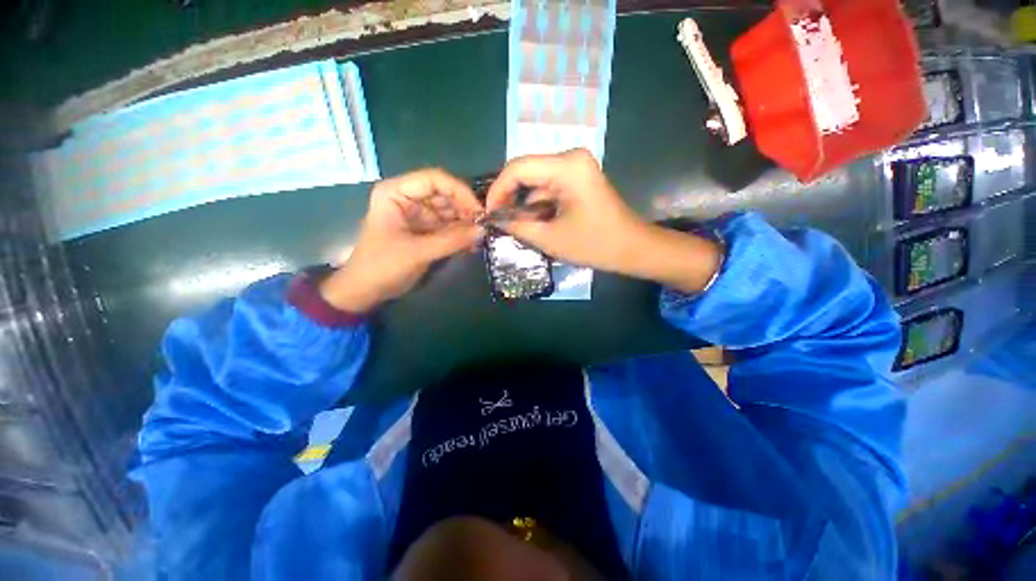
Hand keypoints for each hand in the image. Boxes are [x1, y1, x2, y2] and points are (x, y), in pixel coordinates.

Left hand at [320, 169, 483, 311]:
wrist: (366, 290)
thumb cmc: (382, 266)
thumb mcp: (417, 252)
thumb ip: (451, 240)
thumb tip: (483, 230)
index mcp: (396, 193)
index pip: (434, 179)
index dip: (459, 192)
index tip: (479, 211)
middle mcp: (408, 198)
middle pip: (444, 194)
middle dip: (464, 210)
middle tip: (483, 227)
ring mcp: (417, 215)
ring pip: (449, 211)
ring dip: (464, 224)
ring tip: (478, 239)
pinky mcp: (424, 230)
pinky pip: (447, 227)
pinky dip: (459, 235)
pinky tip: (470, 245)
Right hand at [485, 149, 649, 273]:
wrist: (632, 248)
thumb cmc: (595, 245)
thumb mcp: (550, 238)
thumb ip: (517, 226)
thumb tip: (494, 219)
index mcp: (567, 167)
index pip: (518, 168)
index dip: (498, 190)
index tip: (488, 212)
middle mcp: (571, 158)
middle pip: (526, 171)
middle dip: (509, 197)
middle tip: (498, 220)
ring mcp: (576, 167)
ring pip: (536, 180)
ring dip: (524, 203)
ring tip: (514, 225)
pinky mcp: (578, 177)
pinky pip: (548, 186)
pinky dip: (537, 203)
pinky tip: (533, 221)